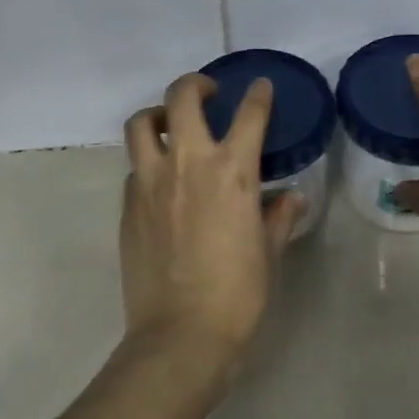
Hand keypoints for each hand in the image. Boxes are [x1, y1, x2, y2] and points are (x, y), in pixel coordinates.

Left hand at [119, 73, 302, 379]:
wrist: (180, 334)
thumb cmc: (237, 294)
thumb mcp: (268, 253)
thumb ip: (279, 218)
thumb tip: (291, 197)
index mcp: (232, 172)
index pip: (249, 115)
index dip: (258, 95)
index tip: (261, 87)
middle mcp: (187, 164)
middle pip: (181, 98)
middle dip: (196, 85)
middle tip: (208, 93)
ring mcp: (149, 182)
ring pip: (141, 124)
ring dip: (158, 115)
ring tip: (170, 125)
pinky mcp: (127, 205)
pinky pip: (134, 168)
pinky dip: (147, 162)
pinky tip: (161, 183)